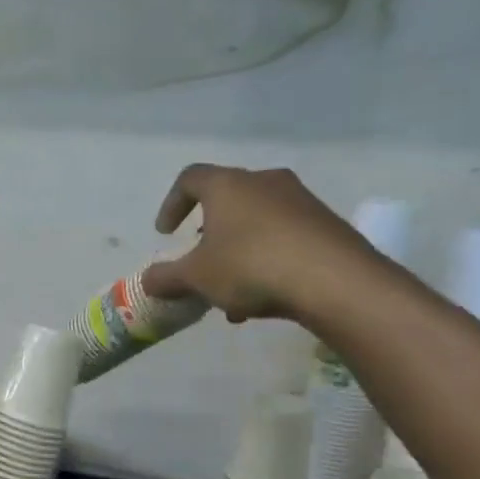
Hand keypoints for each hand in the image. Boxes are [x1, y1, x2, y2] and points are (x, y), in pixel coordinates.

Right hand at [142, 164, 378, 324]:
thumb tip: (147, 281)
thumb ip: (166, 277)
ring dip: (237, 254)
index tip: (166, 233)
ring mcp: (300, 201)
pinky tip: (261, 299)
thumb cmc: (250, 266)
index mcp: (228, 185)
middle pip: (226, 201)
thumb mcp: (196, 277)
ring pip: (256, 224)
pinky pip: (283, 238)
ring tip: (229, 295)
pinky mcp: (325, 225)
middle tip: (200, 263)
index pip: (190, 179)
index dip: (172, 204)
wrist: (333, 280)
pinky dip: (265, 261)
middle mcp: (264, 182)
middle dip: (208, 235)